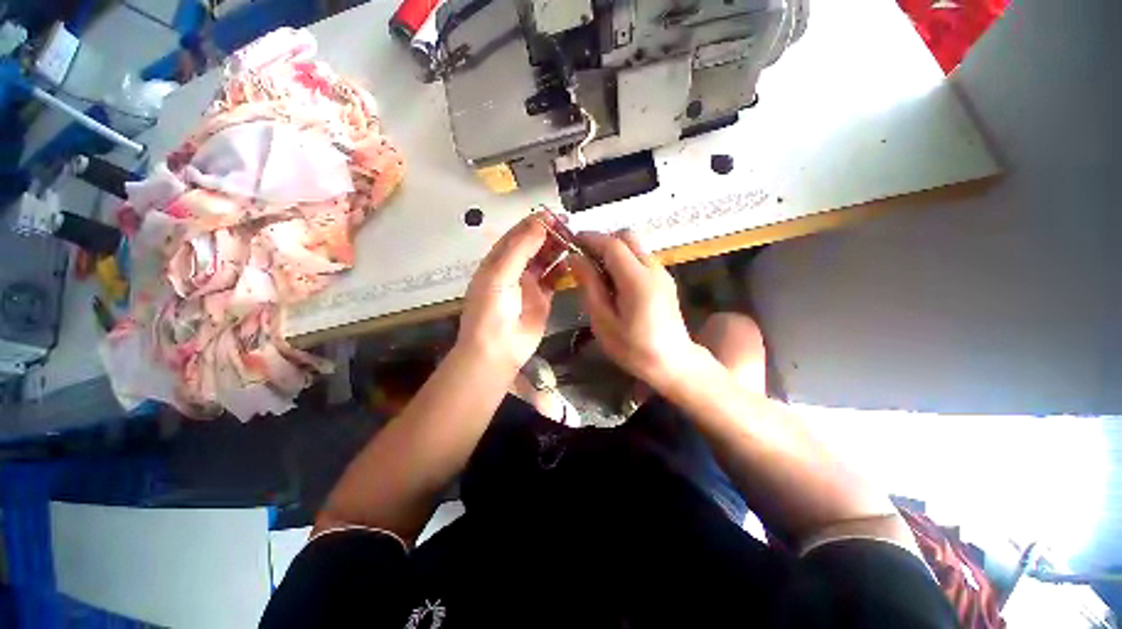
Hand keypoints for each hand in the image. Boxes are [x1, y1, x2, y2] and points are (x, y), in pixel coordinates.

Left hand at [458, 216, 558, 373]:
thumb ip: (520, 248)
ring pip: (545, 260)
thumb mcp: (500, 275)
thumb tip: (540, 223)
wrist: (498, 349)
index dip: (534, 223)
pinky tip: (573, 262)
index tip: (554, 214)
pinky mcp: (542, 299)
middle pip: (533, 246)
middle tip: (569, 226)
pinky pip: (554, 279)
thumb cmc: (492, 310)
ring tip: (574, 240)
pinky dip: (563, 269)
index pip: (517, 235)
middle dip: (549, 234)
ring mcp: (529, 284)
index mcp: (497, 261)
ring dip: (557, 249)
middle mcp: (513, 269)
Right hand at [569, 231, 700, 389]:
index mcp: (637, 280)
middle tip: (584, 259)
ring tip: (597, 274)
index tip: (571, 242)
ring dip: (613, 251)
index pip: (612, 244)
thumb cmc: (634, 349)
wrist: (674, 363)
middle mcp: (653, 269)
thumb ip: (589, 286)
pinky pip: (641, 259)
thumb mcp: (603, 321)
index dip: (590, 238)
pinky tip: (615, 284)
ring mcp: (662, 273)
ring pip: (635, 247)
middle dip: (603, 241)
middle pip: (627, 237)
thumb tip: (575, 258)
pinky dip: (624, 261)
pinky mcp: (665, 280)